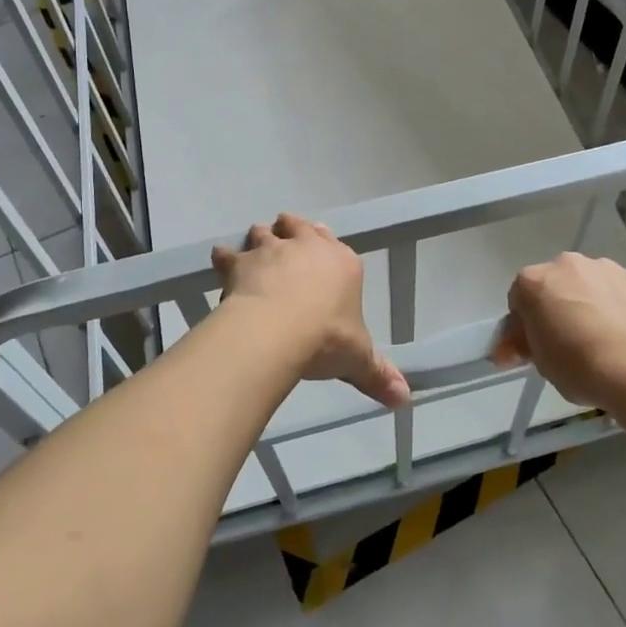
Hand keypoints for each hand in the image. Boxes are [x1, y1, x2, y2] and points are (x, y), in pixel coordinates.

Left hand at [212, 214, 410, 407]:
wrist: (278, 332)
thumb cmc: (327, 340)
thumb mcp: (358, 359)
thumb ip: (378, 375)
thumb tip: (404, 399)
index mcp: (343, 263)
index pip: (335, 243)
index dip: (325, 243)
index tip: (319, 248)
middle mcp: (307, 247)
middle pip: (298, 226)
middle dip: (292, 230)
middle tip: (286, 239)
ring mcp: (272, 251)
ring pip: (263, 232)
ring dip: (260, 239)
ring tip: (255, 253)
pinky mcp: (241, 263)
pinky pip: (228, 253)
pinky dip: (224, 258)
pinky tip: (221, 263)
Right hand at [494, 253, 625, 413]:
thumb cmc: (579, 364)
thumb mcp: (540, 362)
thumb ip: (525, 346)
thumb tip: (513, 347)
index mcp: (532, 281)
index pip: (518, 301)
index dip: (522, 327)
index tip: (530, 351)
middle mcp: (565, 264)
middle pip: (552, 286)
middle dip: (553, 310)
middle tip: (563, 345)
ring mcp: (603, 268)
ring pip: (585, 286)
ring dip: (584, 305)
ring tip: (598, 342)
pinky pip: (613, 293)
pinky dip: (612, 307)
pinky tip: (621, 337)